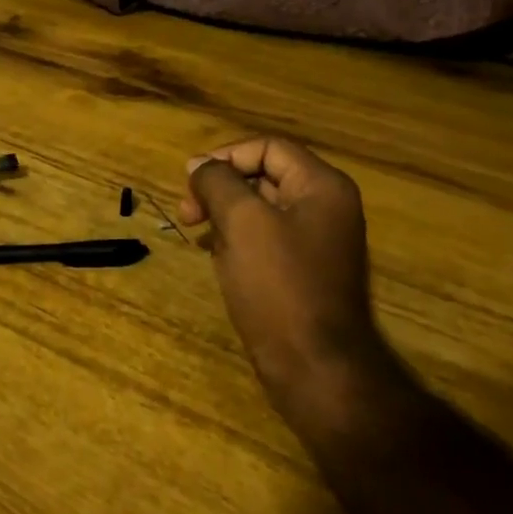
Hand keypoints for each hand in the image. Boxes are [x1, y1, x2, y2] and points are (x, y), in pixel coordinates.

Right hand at [179, 135, 392, 432]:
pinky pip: (265, 237)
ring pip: (260, 208)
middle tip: (187, 213)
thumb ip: (218, 183)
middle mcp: (325, 207)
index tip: (189, 182)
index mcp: (322, 187)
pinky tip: (215, 256)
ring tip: (198, 235)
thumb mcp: (241, 222)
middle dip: (220, 188)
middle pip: (264, 175)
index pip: (268, 148)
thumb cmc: (278, 285)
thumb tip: (199, 164)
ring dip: (224, 214)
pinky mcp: (303, 270)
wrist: (314, 365)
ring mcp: (316, 241)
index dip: (225, 157)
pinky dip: (236, 238)